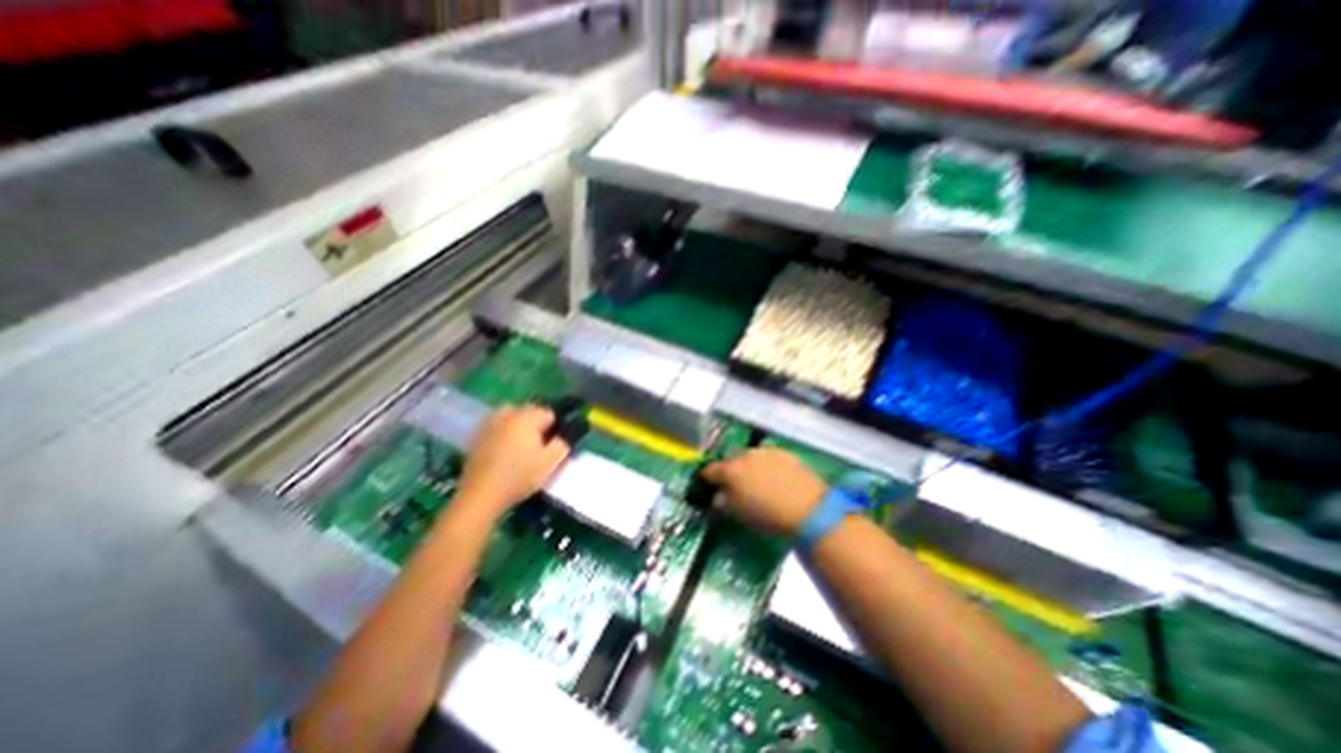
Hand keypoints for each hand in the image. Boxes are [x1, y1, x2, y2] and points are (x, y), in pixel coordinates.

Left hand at [454, 406, 568, 518]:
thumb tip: (565, 434)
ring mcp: (490, 423)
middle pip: (530, 411)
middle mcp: (508, 414)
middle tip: (539, 447)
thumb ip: (563, 443)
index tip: (553, 445)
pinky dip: (504, 432)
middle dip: (537, 424)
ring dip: (520, 425)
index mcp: (527, 418)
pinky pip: (497, 425)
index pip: (549, 413)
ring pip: (512, 415)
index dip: (555, 428)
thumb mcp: (550, 462)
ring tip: (522, 445)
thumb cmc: (519, 477)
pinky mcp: (477, 435)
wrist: (481, 495)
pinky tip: (504, 450)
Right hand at [702, 446, 827, 534]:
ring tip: (757, 481)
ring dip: (749, 466)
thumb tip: (719, 496)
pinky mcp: (784, 453)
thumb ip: (723, 502)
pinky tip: (774, 478)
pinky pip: (768, 457)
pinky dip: (767, 465)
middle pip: (731, 460)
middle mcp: (745, 455)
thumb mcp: (739, 514)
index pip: (710, 470)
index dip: (708, 478)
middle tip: (735, 486)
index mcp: (730, 470)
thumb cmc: (767, 515)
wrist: (808, 508)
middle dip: (730, 471)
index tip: (709, 485)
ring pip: (750, 457)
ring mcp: (765, 451)